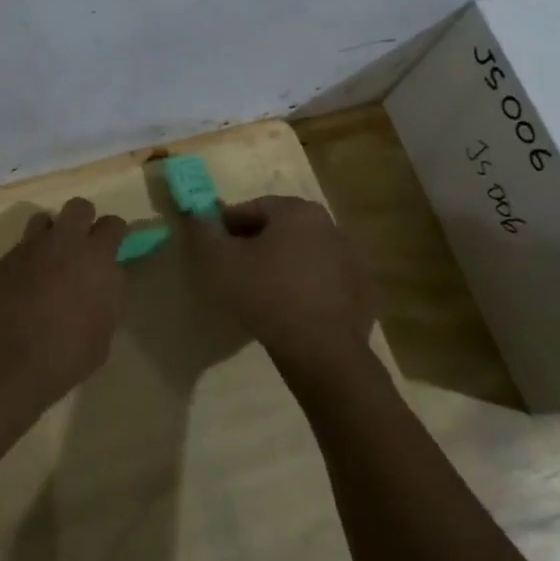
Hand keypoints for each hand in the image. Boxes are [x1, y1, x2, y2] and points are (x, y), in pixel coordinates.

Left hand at [0, 198, 127, 437]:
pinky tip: (24, 284)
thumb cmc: (63, 356)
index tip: (113, 248)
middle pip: (78, 207)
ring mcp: (28, 247)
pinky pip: (20, 247)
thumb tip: (106, 282)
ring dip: (52, 234)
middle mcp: (62, 242)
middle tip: (83, 246)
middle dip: (84, 221)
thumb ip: (108, 298)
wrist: (1, 364)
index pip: (113, 225)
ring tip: (51, 260)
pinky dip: (27, 259)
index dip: (115, 234)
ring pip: (44, 220)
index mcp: (95, 257)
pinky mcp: (1, 260)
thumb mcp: (102, 334)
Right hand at [188, 195, 376, 374]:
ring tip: (262, 292)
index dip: (228, 225)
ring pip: (305, 254)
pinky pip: (325, 281)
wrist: (322, 352)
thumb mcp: (221, 261)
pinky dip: (307, 288)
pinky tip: (292, 310)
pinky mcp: (364, 291)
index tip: (214, 246)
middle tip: (235, 269)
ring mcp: (352, 259)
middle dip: (256, 243)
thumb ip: (203, 231)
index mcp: (298, 211)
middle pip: (282, 229)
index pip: (254, 208)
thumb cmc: (266, 295)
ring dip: (283, 265)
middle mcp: (330, 226)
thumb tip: (196, 213)